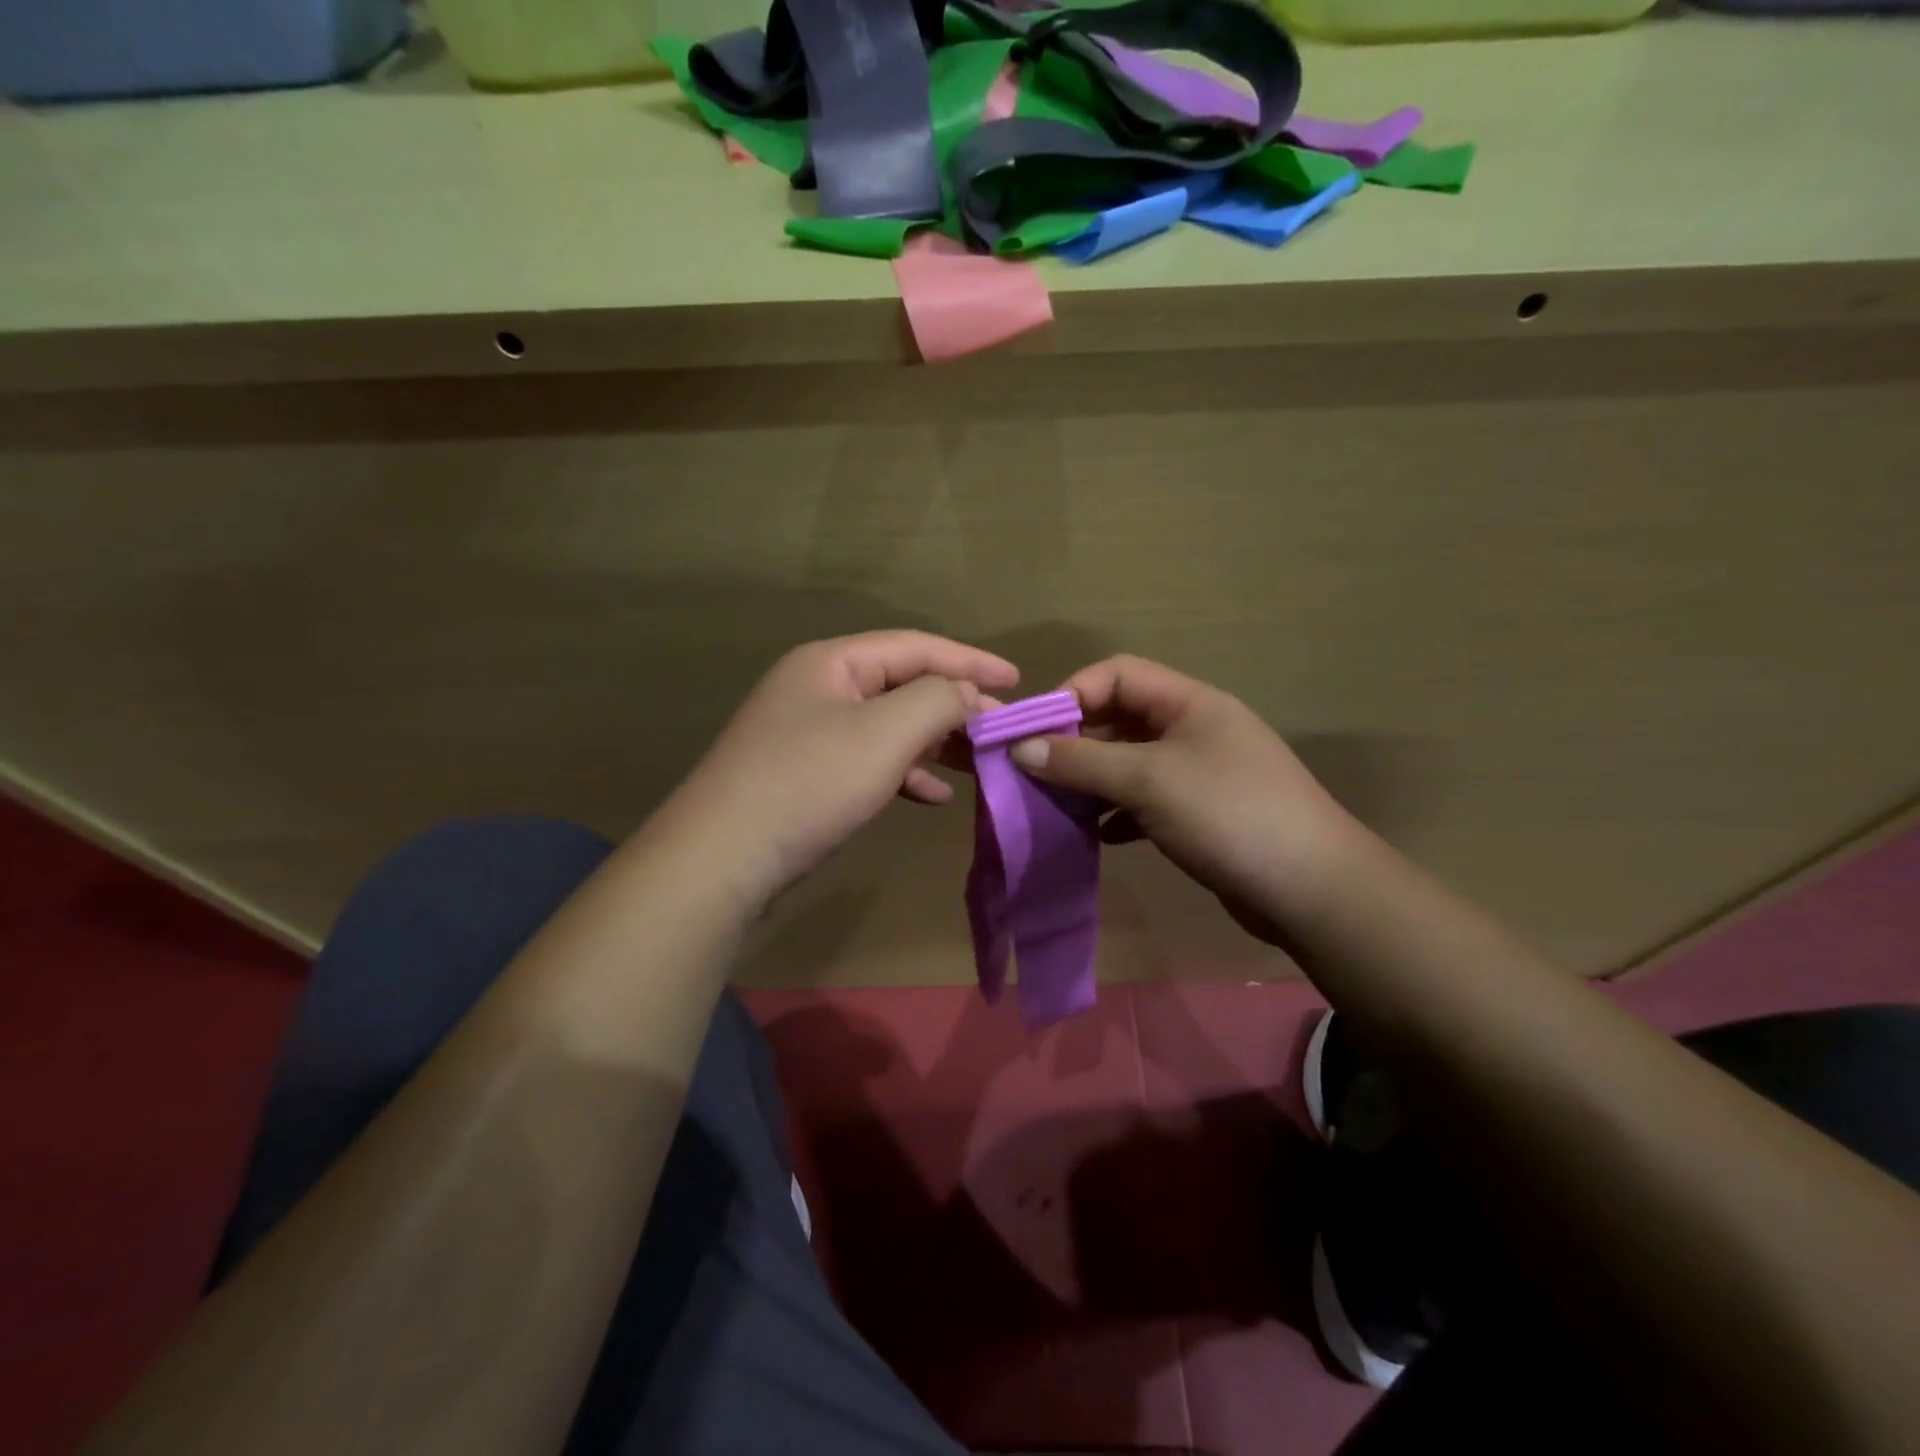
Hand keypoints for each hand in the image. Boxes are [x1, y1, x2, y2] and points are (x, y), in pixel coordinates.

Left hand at [656, 631, 1019, 913]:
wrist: (722, 859)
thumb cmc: (809, 783)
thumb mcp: (885, 733)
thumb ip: (937, 700)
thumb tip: (967, 692)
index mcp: (832, 663)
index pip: (915, 646)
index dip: (970, 659)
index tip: (1017, 679)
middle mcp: (818, 688)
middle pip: (901, 684)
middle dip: (954, 705)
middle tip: (1000, 728)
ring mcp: (808, 733)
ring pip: (887, 726)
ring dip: (934, 741)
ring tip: (976, 761)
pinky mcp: (805, 775)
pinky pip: (868, 761)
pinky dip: (904, 773)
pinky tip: (932, 797)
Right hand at [1006, 655, 1364, 943]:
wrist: (1312, 889)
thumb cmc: (1227, 814)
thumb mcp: (1147, 780)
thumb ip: (1082, 761)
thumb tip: (1020, 748)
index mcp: (1189, 702)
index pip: (1118, 674)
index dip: (1073, 694)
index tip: (1033, 732)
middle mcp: (1195, 729)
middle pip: (1122, 718)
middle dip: (1077, 741)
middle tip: (1036, 772)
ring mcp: (1201, 773)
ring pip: (1131, 762)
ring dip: (1094, 779)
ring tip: (1057, 804)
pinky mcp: (1202, 814)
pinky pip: (1146, 801)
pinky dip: (1118, 812)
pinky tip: (1099, 835)